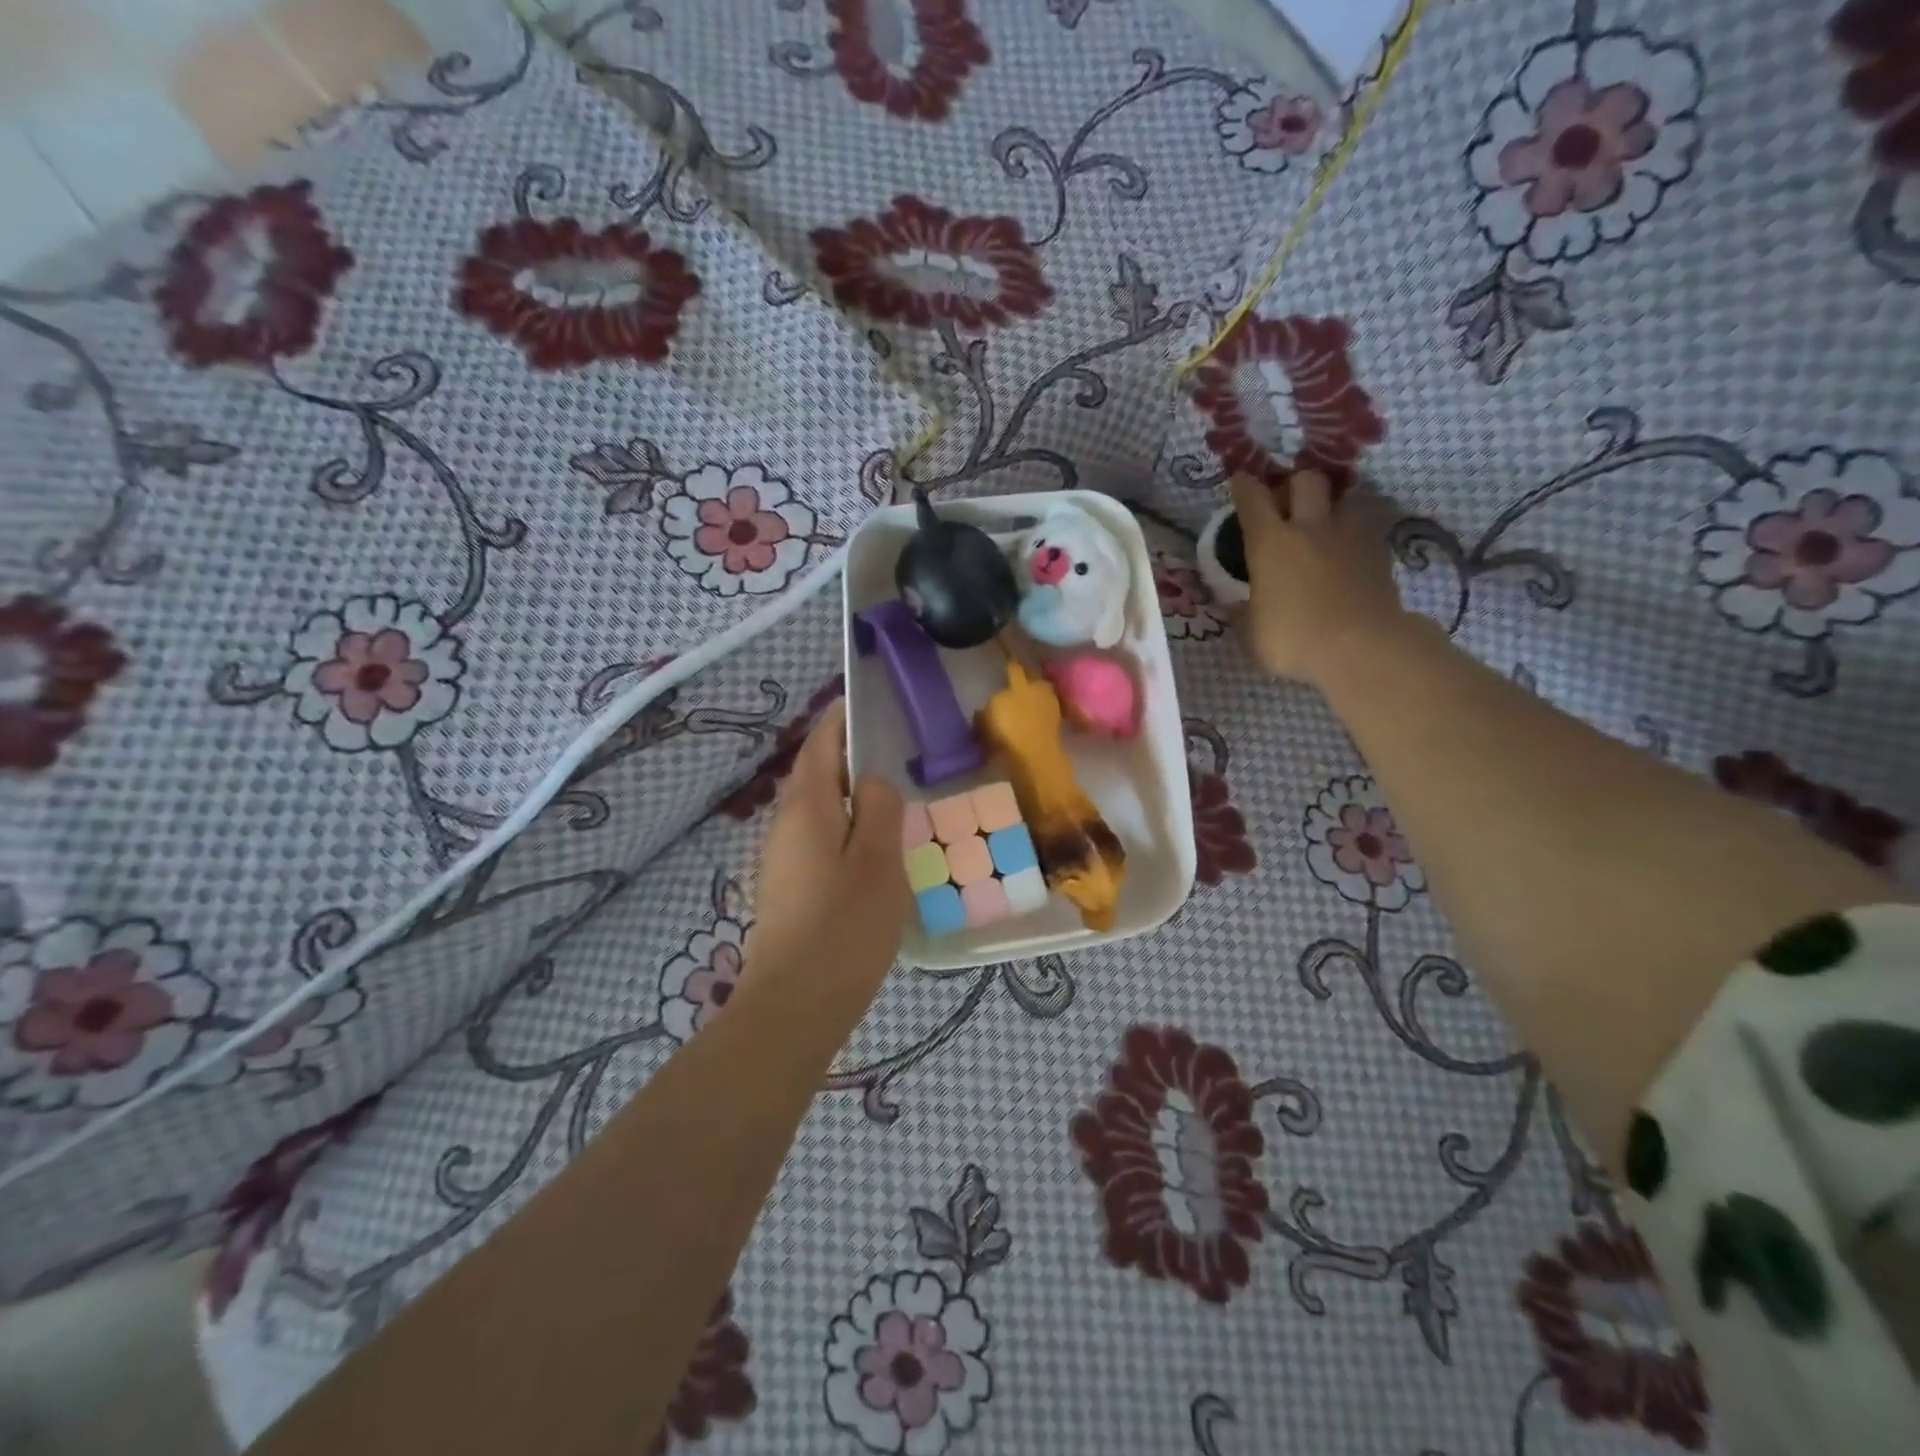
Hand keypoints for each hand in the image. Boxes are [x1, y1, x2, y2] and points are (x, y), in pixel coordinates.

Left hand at [747, 700, 908, 993]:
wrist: (796, 1002)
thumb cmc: (844, 925)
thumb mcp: (878, 859)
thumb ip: (880, 809)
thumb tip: (874, 782)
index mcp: (807, 807)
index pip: (821, 744)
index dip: (840, 718)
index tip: (865, 701)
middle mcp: (785, 825)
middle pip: (816, 775)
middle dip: (848, 757)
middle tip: (892, 752)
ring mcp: (781, 859)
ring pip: (818, 810)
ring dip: (848, 796)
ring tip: (889, 799)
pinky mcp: (788, 888)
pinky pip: (818, 840)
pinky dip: (844, 829)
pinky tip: (871, 850)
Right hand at [1229, 470, 1407, 684]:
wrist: (1363, 648)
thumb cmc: (1295, 640)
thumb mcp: (1253, 633)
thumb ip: (1243, 613)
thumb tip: (1233, 604)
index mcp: (1270, 543)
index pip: (1253, 499)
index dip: (1244, 486)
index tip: (1240, 481)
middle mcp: (1310, 528)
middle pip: (1306, 480)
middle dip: (1295, 485)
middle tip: (1288, 504)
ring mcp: (1350, 536)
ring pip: (1345, 496)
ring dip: (1332, 504)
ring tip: (1325, 523)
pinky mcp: (1380, 551)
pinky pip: (1367, 526)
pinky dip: (1355, 531)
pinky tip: (1349, 550)